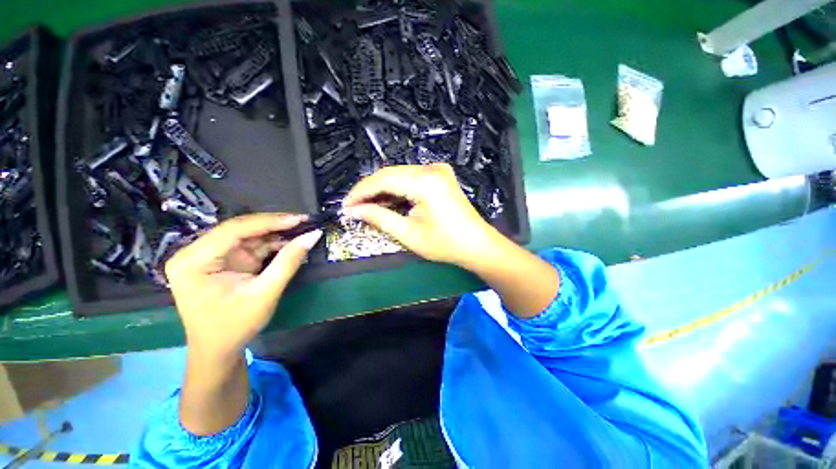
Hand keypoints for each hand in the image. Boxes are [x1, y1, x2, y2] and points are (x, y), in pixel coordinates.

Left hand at [165, 213, 322, 357]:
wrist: (219, 350)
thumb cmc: (235, 326)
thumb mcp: (265, 294)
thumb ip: (289, 262)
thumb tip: (313, 235)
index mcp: (193, 261)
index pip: (233, 230)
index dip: (270, 222)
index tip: (300, 219)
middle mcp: (196, 253)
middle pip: (239, 230)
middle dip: (274, 226)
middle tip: (304, 222)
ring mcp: (210, 256)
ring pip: (247, 235)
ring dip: (275, 234)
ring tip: (301, 230)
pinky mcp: (223, 261)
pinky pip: (250, 246)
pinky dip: (271, 245)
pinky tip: (290, 243)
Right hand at [343, 163, 496, 267]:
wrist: (477, 245)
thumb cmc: (446, 244)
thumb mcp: (409, 234)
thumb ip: (379, 218)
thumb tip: (354, 210)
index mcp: (426, 182)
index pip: (383, 179)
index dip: (361, 192)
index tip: (345, 205)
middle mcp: (432, 170)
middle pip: (390, 174)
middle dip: (369, 190)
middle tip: (354, 207)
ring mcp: (438, 171)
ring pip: (399, 175)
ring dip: (382, 190)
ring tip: (367, 206)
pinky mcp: (440, 177)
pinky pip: (410, 178)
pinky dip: (396, 189)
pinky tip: (387, 201)